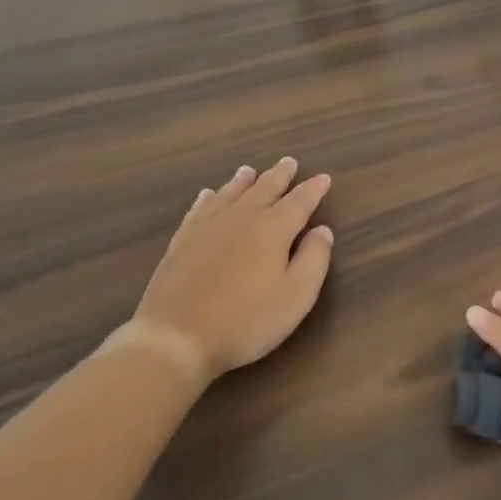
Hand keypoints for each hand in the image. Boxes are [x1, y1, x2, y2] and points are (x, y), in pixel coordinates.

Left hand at [113, 158, 332, 383]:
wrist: (177, 337)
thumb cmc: (247, 320)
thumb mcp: (296, 295)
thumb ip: (314, 259)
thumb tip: (322, 230)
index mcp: (272, 229)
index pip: (299, 202)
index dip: (313, 189)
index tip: (324, 177)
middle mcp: (240, 219)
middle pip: (263, 190)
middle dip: (279, 176)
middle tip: (289, 162)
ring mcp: (206, 228)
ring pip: (230, 195)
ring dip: (244, 181)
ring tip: (250, 170)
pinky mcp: (181, 242)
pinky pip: (199, 210)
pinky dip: (208, 198)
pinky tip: (208, 195)